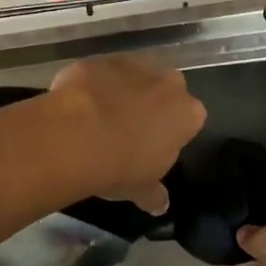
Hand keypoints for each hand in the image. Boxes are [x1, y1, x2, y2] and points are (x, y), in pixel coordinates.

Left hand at [47, 55, 205, 212]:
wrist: (76, 135)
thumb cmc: (120, 166)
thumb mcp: (141, 188)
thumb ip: (154, 194)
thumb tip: (161, 206)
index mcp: (188, 113)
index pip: (188, 119)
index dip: (171, 132)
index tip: (153, 146)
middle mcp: (168, 82)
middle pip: (165, 90)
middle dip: (152, 104)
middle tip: (129, 129)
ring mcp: (134, 65)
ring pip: (134, 76)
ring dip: (123, 91)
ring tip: (100, 117)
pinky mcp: (101, 59)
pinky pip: (102, 73)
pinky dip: (94, 85)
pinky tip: (79, 105)